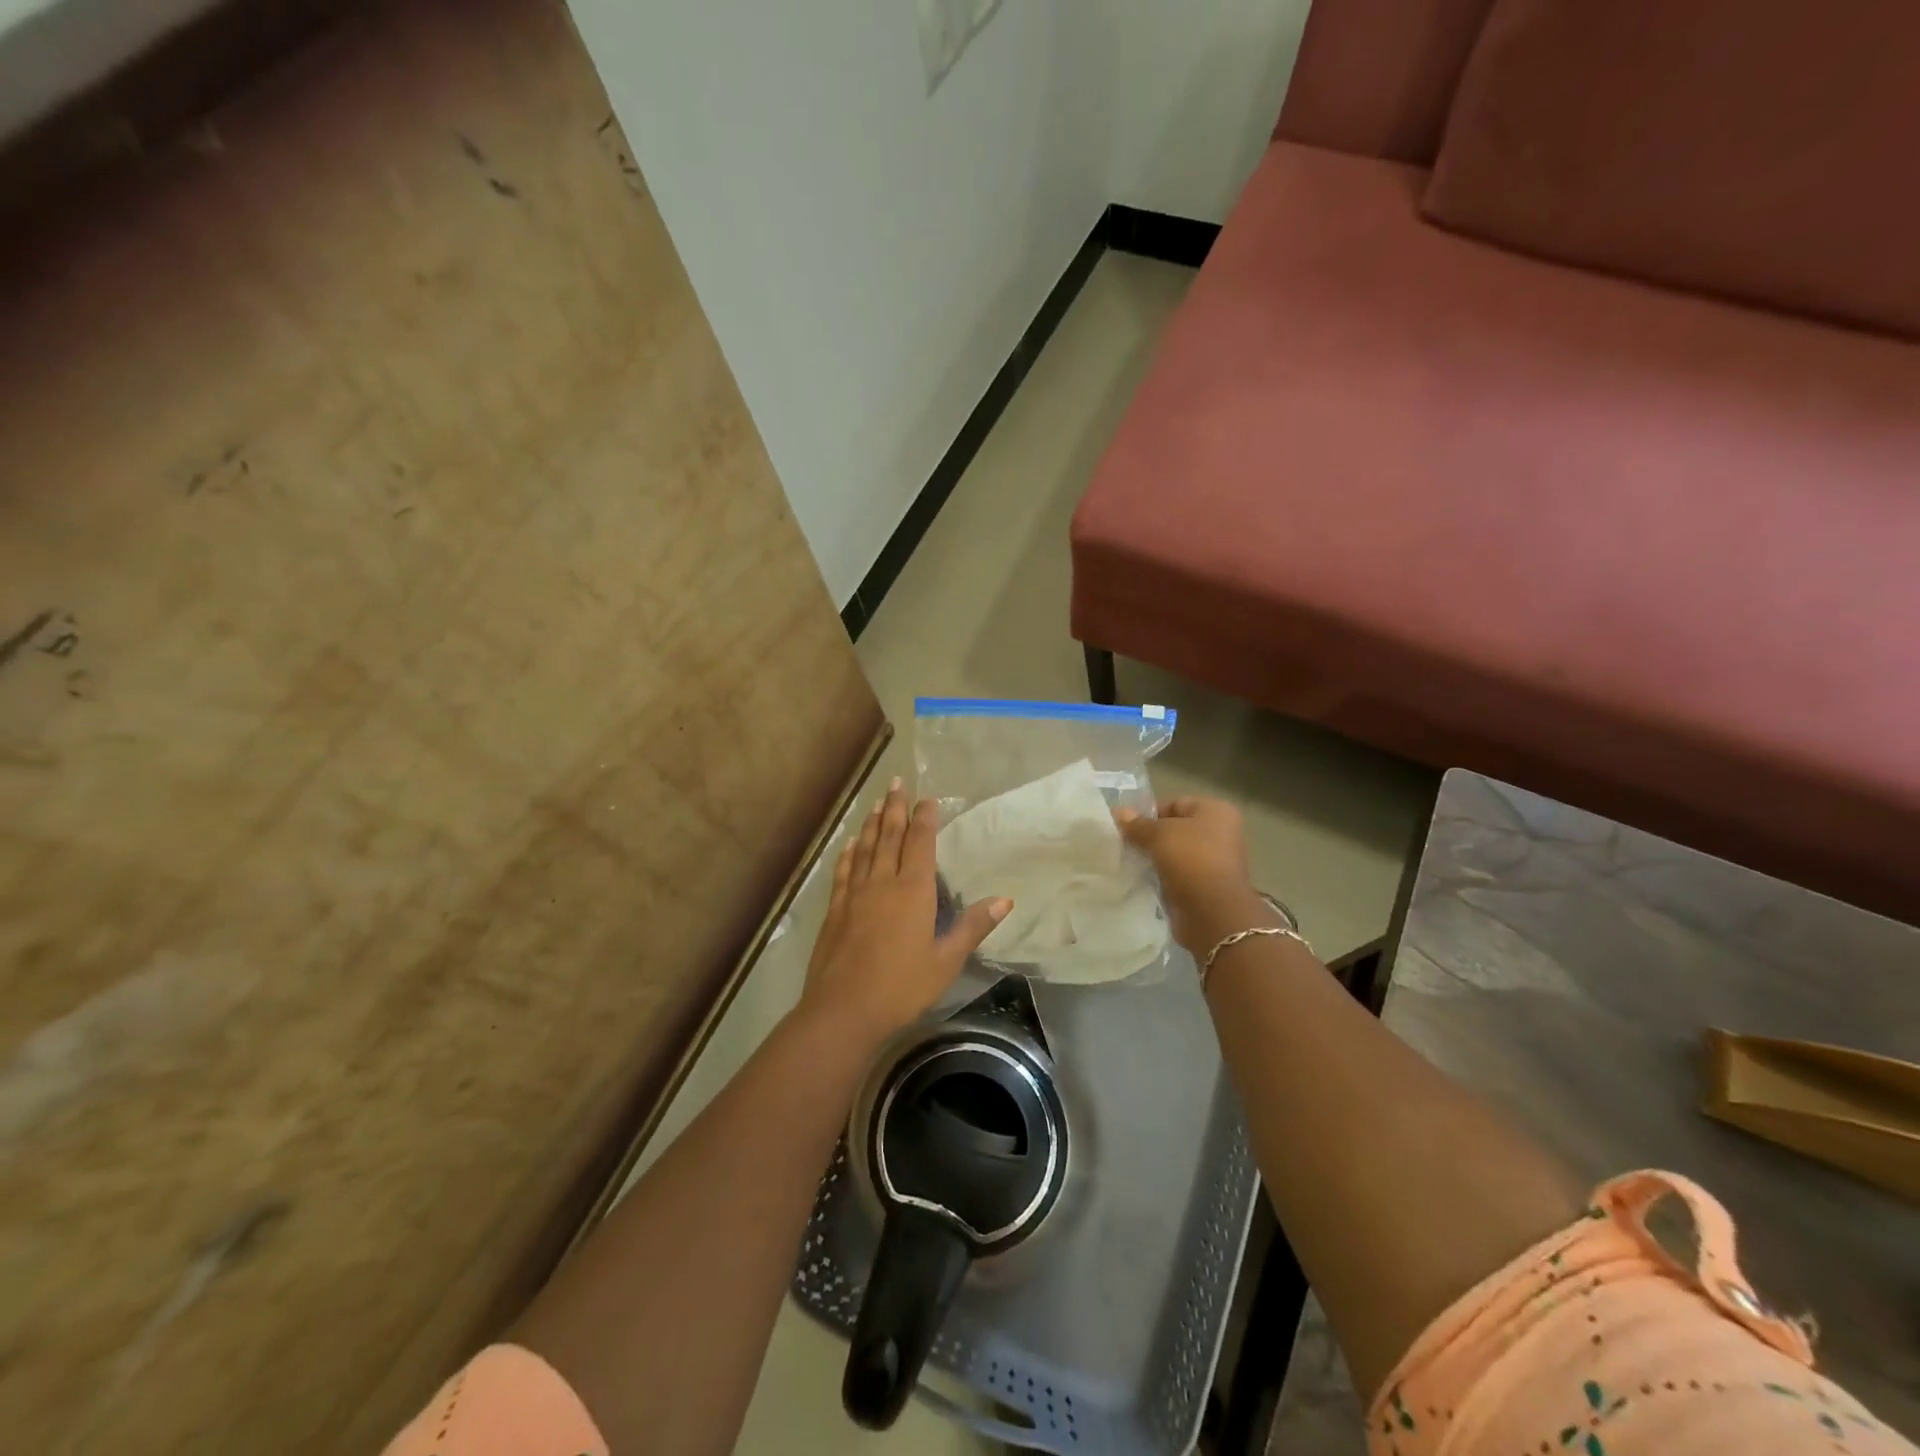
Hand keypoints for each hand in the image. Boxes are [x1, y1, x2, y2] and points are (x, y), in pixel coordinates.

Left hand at [798, 778, 1010, 1042]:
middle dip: (894, 807)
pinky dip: (849, 852)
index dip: (924, 818)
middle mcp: (883, 882)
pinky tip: (851, 843)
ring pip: (865, 848)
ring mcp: (855, 894)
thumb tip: (1005, 900)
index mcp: (913, 891)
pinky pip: (844, 870)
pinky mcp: (836, 909)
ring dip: (872, 823)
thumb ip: (972, 927)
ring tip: (876, 802)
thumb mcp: (945, 961)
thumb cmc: (901, 987)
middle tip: (896, 782)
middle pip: (889, 836)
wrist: (843, 1009)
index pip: (920, 843)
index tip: (927, 798)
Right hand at [1116, 796, 1270, 951]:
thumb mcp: (1158, 834)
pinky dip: (1161, 876)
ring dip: (1154, 858)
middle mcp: (1220, 833)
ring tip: (1130, 862)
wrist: (1212, 912)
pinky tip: (1142, 879)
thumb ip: (1137, 824)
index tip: (1127, 827)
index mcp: (1216, 811)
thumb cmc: (1190, 860)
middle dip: (1150, 837)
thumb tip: (1118, 812)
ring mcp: (1215, 861)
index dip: (1149, 813)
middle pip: (1175, 829)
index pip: (1175, 803)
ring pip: (1175, 853)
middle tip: (1124, 844)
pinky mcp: (1206, 886)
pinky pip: (1177, 874)